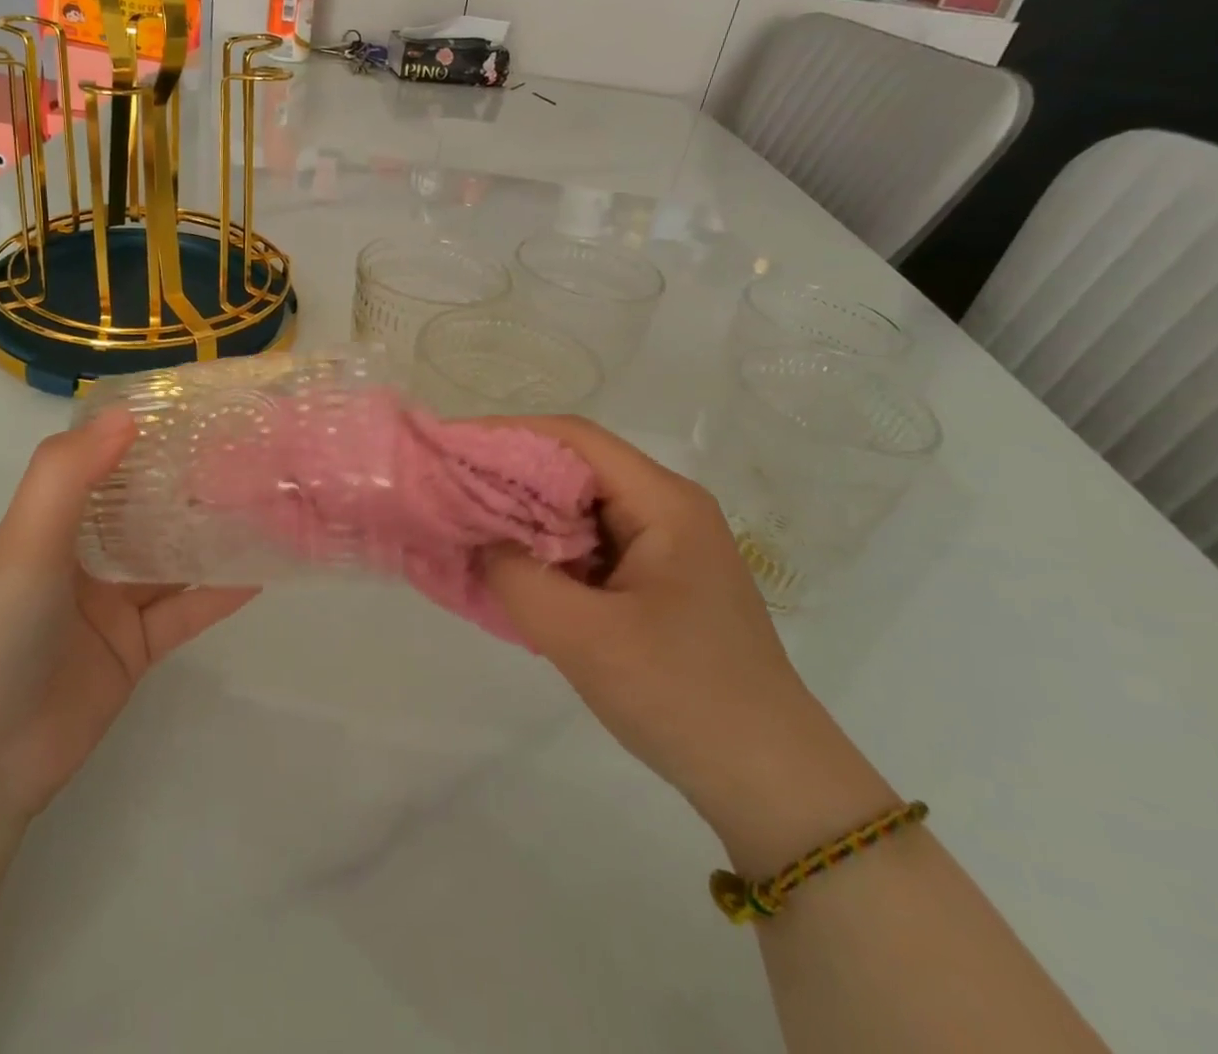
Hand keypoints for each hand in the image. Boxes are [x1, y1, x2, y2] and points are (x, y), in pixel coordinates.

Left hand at [0, 411, 257, 827]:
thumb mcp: (25, 541)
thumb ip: (68, 473)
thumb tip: (126, 413)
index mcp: (54, 523)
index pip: (106, 465)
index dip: (147, 437)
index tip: (199, 410)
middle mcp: (85, 557)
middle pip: (148, 511)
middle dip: (193, 485)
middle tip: (252, 455)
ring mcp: (113, 606)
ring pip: (173, 559)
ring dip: (214, 535)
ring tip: (267, 505)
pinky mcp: (136, 650)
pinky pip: (186, 611)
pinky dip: (221, 592)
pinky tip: (263, 570)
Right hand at [481, 416, 892, 858]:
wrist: (771, 783)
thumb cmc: (683, 697)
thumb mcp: (583, 637)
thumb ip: (516, 576)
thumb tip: (475, 536)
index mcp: (663, 502)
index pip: (573, 439)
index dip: (506, 434)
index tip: (449, 447)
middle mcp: (665, 508)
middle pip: (574, 468)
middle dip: (507, 474)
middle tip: (446, 488)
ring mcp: (663, 545)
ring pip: (577, 508)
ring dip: (523, 515)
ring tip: (465, 524)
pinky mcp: (655, 580)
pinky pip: (588, 545)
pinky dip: (544, 549)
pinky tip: (508, 567)